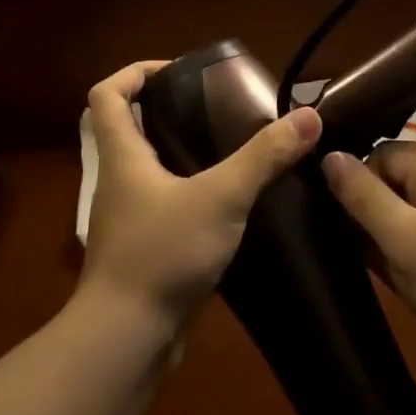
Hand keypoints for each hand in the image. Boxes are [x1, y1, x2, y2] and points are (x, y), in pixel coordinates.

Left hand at [80, 61, 322, 334]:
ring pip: (149, 171)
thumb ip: (264, 157)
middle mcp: (119, 181)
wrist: (126, 341)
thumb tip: (308, 116)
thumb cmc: (161, 254)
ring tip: (229, 151)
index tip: (176, 73)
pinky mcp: (144, 250)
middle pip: (129, 129)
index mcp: (123, 156)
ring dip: (181, 154)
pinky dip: (189, 195)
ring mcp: (128, 219)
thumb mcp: (221, 197)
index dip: (134, 73)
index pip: (107, 95)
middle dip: (166, 111)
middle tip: (215, 109)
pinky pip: (164, 206)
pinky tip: (228, 205)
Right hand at [323, 143, 415, 374]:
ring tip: (379, 274)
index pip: (377, 154)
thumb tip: (329, 155)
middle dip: (372, 218)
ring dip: (393, 243)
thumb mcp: (404, 241)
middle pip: (395, 184)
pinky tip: (408, 286)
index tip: (330, 222)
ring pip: (412, 216)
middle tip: (351, 254)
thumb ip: (362, 197)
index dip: (352, 185)